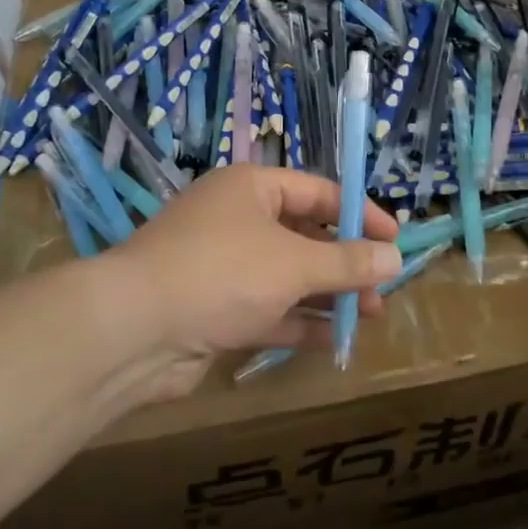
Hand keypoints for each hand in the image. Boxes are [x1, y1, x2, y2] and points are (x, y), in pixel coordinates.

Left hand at [103, 165, 402, 399]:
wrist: (133, 330)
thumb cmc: (221, 273)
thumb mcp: (293, 263)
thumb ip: (346, 262)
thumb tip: (394, 258)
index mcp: (250, 189)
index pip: (317, 191)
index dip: (359, 213)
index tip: (394, 239)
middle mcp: (236, 221)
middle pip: (303, 235)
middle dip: (344, 261)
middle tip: (383, 287)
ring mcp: (222, 267)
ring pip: (287, 276)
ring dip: (326, 294)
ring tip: (369, 314)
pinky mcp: (214, 310)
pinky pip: (266, 310)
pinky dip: (298, 322)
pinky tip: (333, 340)